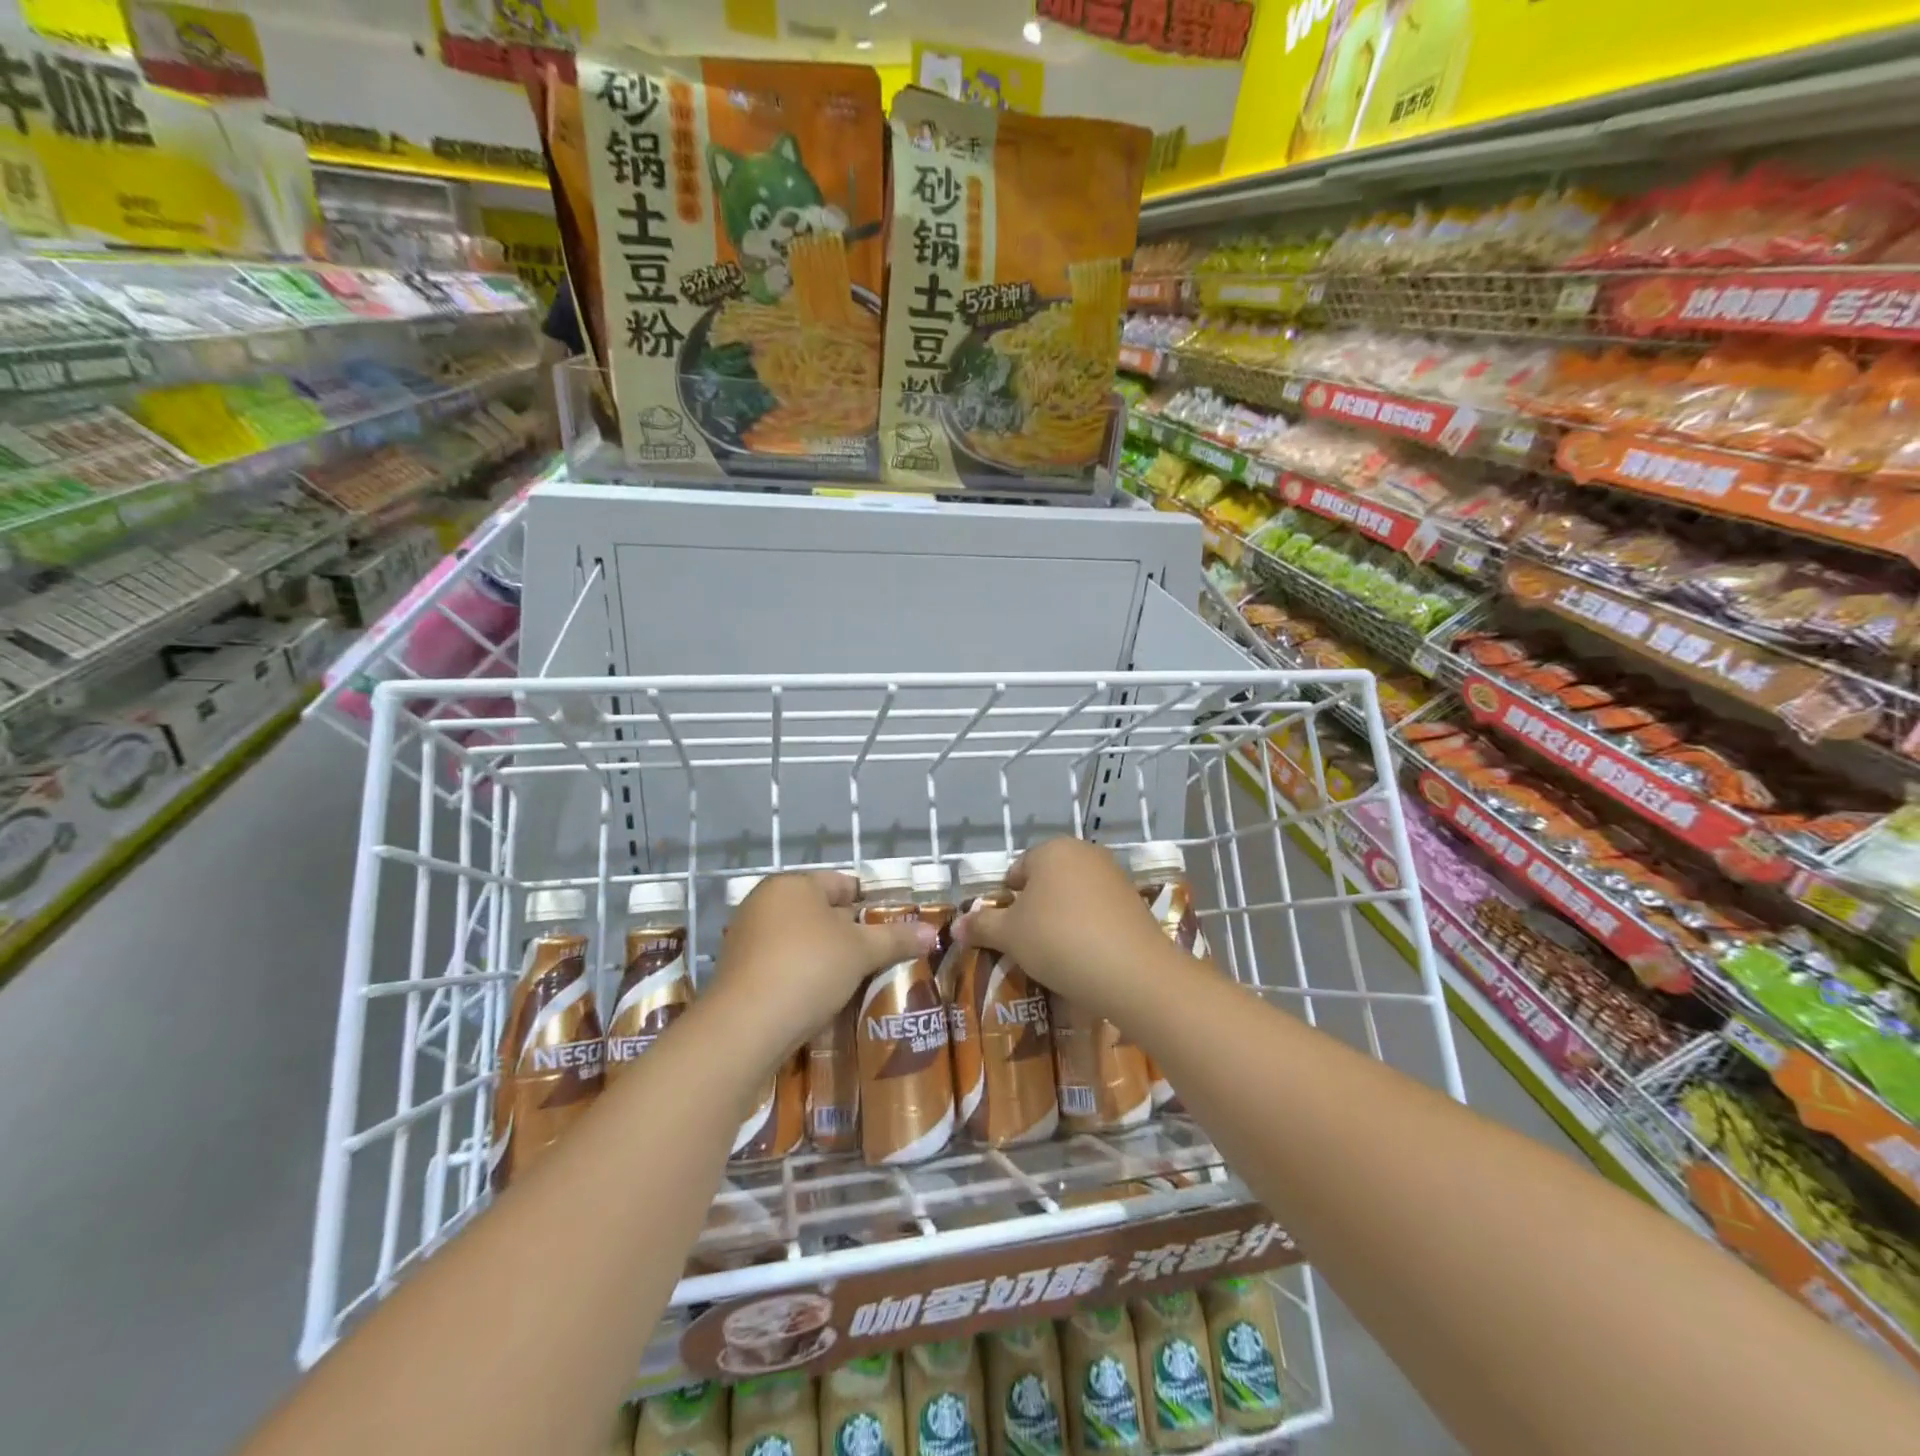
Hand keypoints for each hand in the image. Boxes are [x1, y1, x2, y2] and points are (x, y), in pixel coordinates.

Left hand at [709, 872, 934, 1066]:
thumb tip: (932, 933)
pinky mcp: (738, 972)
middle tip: (880, 954)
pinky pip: (782, 964)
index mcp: (792, 885)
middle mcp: (765, 902)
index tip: (893, 925)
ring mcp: (747, 937)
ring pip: (801, 940)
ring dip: (827, 956)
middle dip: (849, 932)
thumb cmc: (808, 968)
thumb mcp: (861, 952)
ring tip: (858, 978)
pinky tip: (823, 996)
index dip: (870, 902)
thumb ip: (896, 939)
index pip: (841, 884)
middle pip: (820, 911)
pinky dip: (804, 975)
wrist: (745, 1026)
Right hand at [957, 838, 1184, 1017]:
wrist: (1132, 971)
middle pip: (1047, 882)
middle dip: (1035, 910)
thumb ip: (981, 926)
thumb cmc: (1058, 940)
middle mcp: (1085, 853)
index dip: (1007, 902)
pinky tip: (1085, 958)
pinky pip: (1098, 913)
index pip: (1018, 871)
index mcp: (1052, 850)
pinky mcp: (1135, 902)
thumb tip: (955, 925)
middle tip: (1027, 945)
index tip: (1006, 932)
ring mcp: (1114, 876)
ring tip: (1055, 956)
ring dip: (1061, 921)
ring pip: (1073, 898)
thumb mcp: (1010, 935)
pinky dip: (1088, 930)